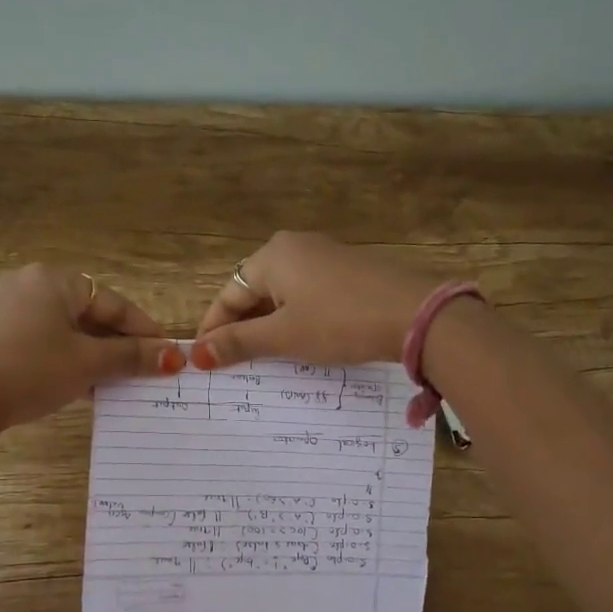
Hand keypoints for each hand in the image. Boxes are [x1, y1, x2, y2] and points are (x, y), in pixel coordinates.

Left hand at [0, 264, 183, 434]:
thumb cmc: (29, 371)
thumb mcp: (88, 364)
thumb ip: (132, 357)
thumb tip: (174, 357)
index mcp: (54, 280)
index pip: (114, 303)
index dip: (145, 331)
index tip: (168, 355)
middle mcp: (28, 284)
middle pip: (89, 314)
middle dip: (119, 345)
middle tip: (144, 371)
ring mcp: (5, 308)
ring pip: (66, 329)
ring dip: (94, 355)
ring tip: (117, 383)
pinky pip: (42, 340)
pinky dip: (66, 358)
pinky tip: (80, 386)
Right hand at [192, 231, 435, 367]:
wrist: (416, 314)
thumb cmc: (340, 323)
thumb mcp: (285, 336)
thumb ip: (240, 343)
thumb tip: (196, 354)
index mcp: (272, 256)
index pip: (228, 294)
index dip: (213, 328)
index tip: (203, 360)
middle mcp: (295, 247)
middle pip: (254, 291)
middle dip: (242, 327)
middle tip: (233, 364)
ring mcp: (326, 257)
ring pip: (283, 295)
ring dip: (269, 326)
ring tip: (264, 360)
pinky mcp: (349, 272)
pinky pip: (308, 295)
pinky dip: (296, 319)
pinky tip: (301, 343)